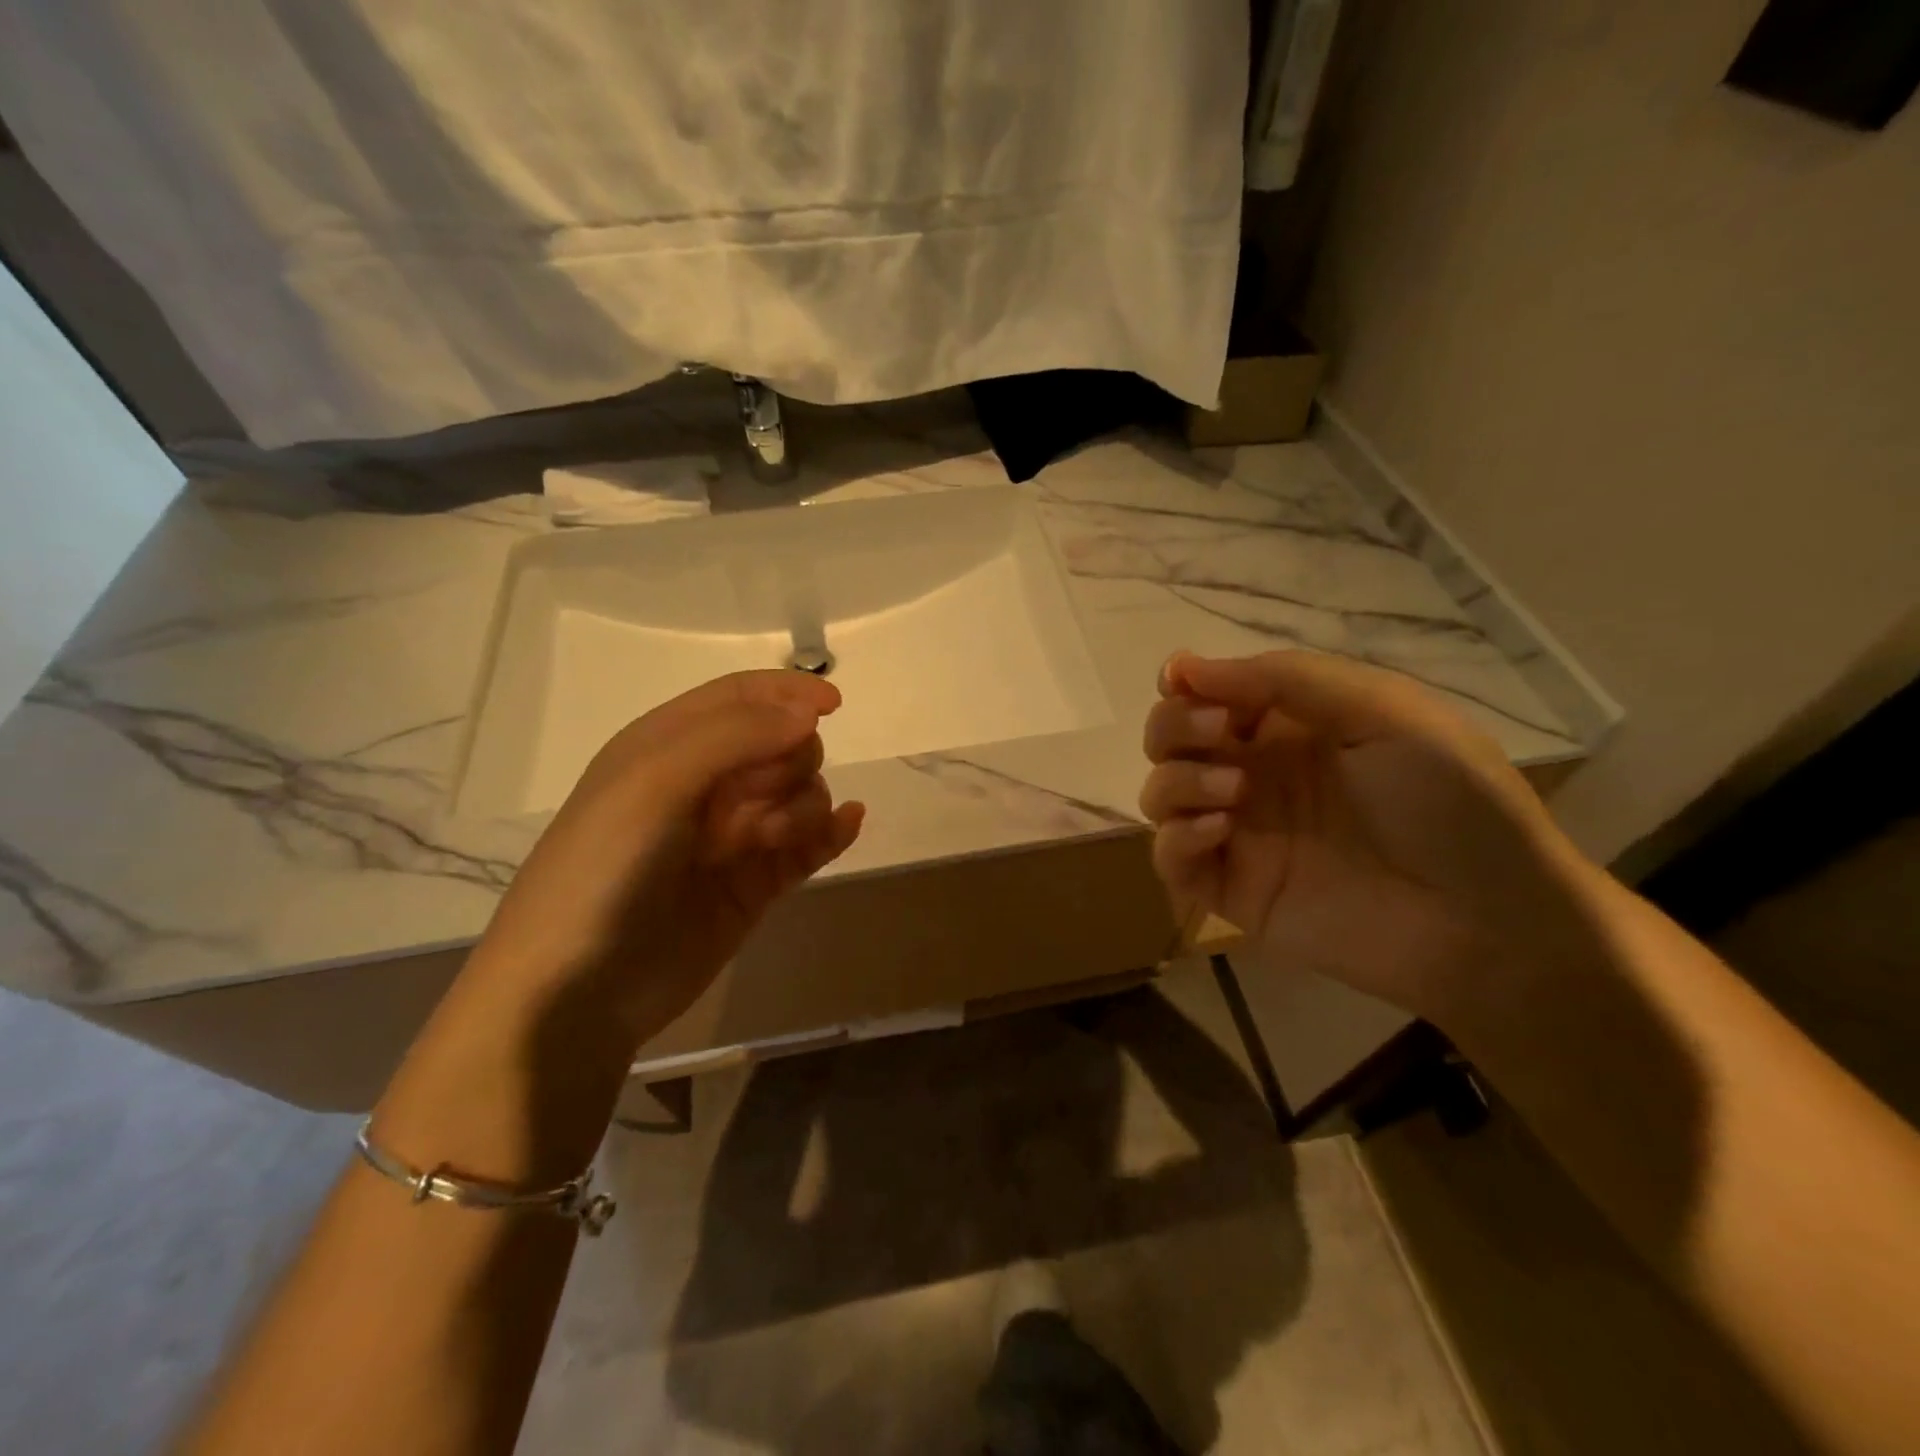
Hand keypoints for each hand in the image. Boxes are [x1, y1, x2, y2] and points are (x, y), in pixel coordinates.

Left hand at [468, 670, 863, 1042]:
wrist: (578, 992)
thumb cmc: (604, 870)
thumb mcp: (653, 784)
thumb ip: (734, 737)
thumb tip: (810, 714)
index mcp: (668, 745)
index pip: (740, 697)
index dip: (788, 693)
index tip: (835, 705)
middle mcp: (703, 784)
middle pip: (780, 745)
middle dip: (788, 763)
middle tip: (758, 802)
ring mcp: (732, 837)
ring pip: (799, 794)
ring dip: (802, 807)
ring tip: (770, 841)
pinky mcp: (753, 884)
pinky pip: (809, 845)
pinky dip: (831, 832)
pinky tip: (847, 826)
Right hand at [1139, 650, 1582, 1016]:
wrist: (1489, 923)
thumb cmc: (1450, 802)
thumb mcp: (1383, 711)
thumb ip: (1284, 678)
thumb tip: (1183, 667)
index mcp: (1289, 726)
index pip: (1208, 694)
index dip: (1185, 683)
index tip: (1180, 680)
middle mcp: (1254, 773)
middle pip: (1169, 739)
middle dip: (1174, 727)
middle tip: (1216, 731)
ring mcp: (1239, 834)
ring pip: (1160, 795)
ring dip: (1178, 781)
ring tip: (1234, 791)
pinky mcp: (1230, 890)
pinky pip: (1169, 860)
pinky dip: (1176, 839)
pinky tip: (1221, 831)